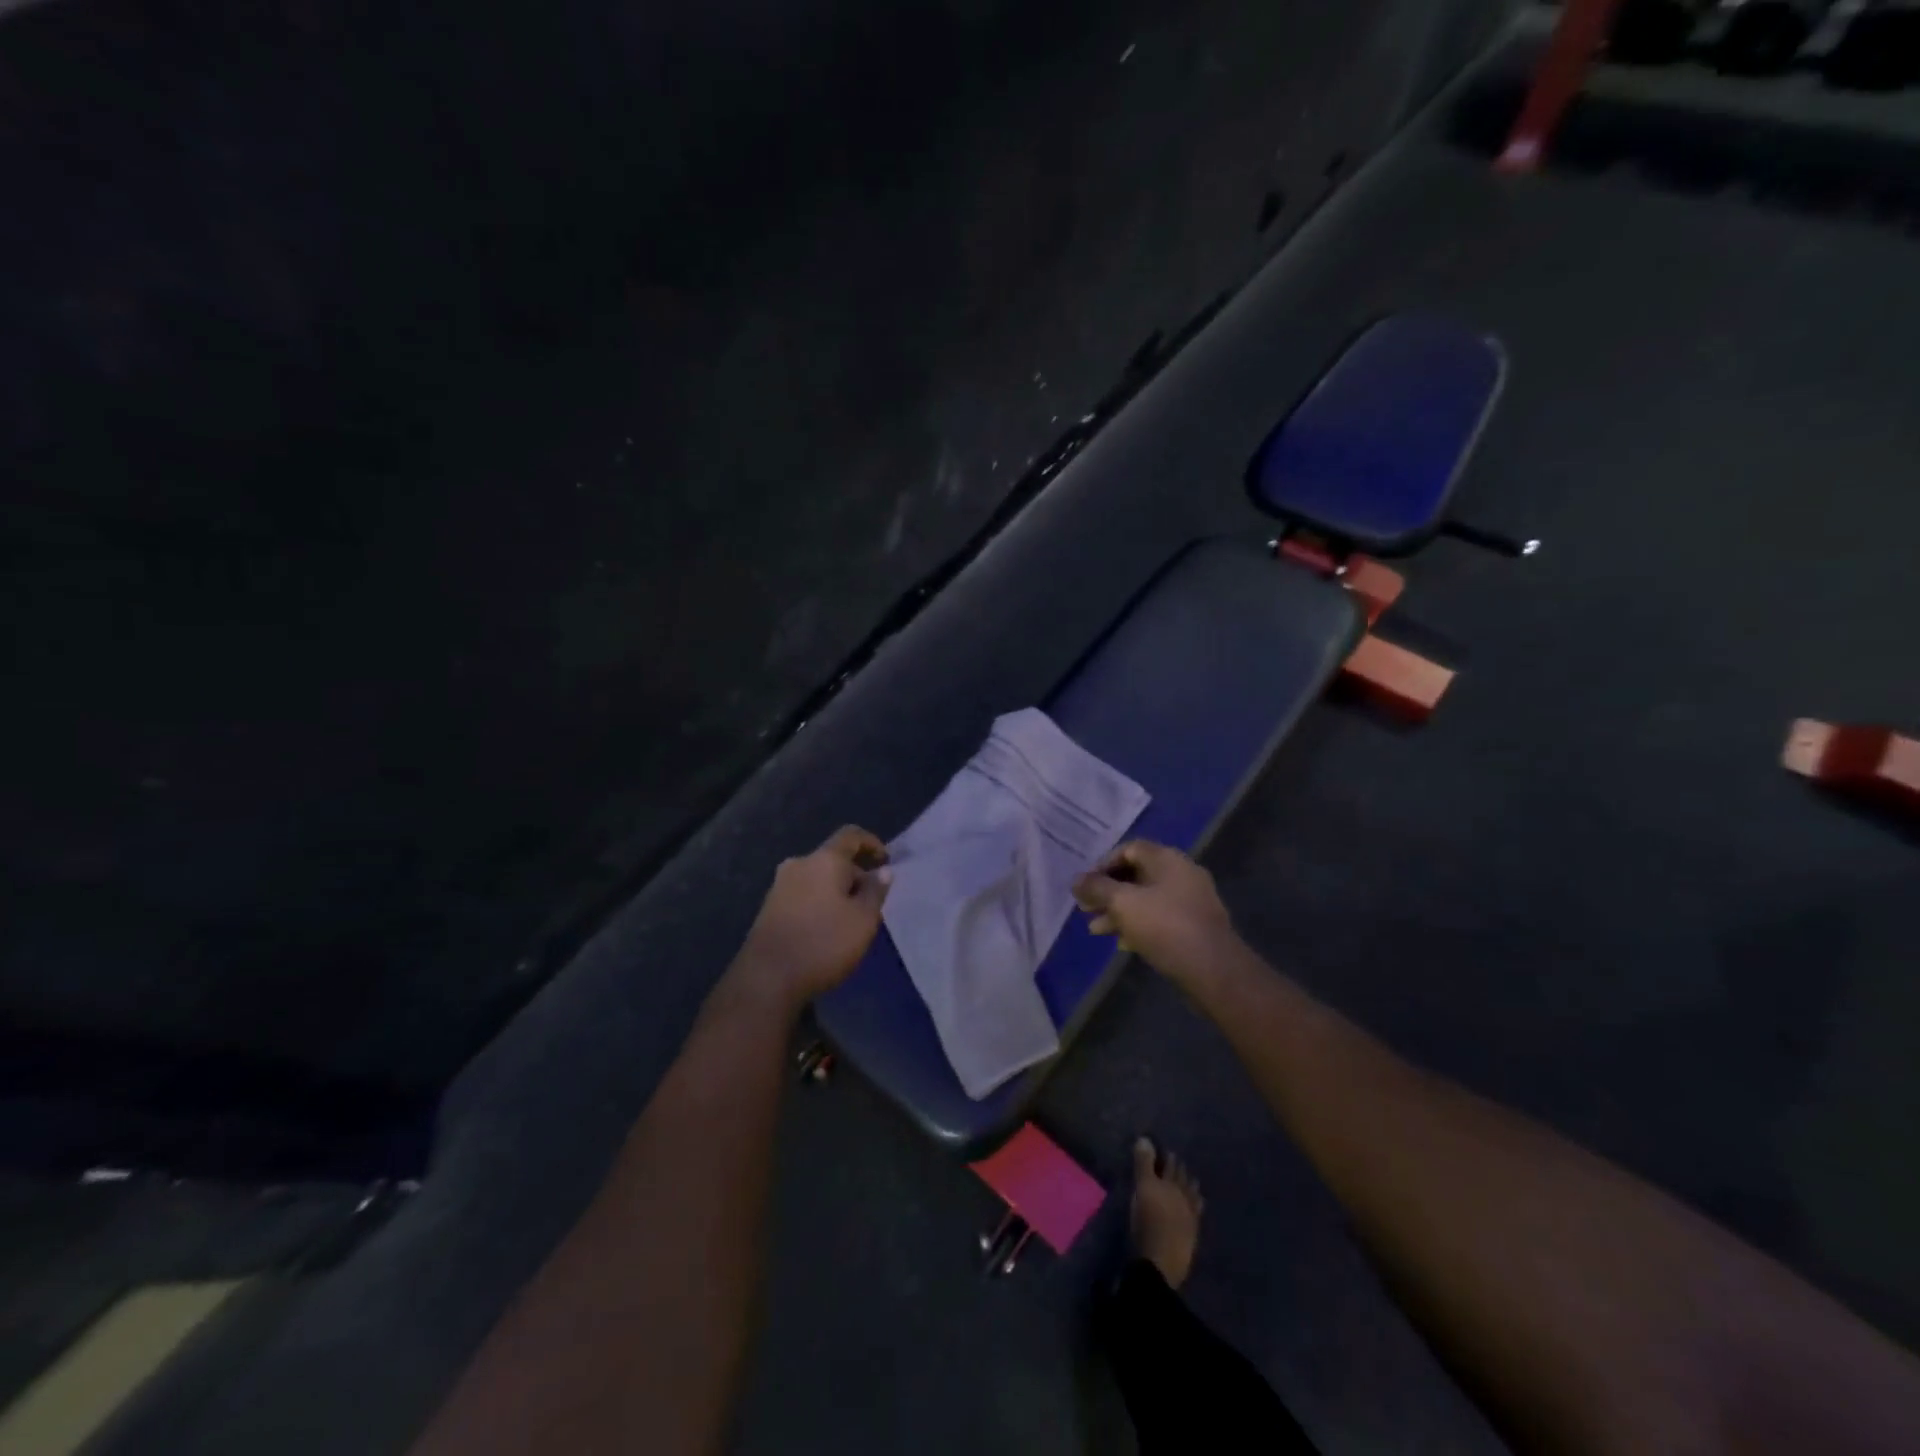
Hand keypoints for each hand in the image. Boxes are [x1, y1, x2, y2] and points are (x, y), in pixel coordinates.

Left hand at [734, 826, 891, 1007]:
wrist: (766, 978)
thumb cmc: (823, 943)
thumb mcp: (863, 920)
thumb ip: (875, 891)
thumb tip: (882, 870)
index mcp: (824, 859)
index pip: (851, 835)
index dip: (872, 843)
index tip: (886, 861)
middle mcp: (799, 864)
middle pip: (833, 858)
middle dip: (855, 873)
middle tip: (872, 900)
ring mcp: (780, 885)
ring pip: (817, 877)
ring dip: (837, 889)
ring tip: (852, 917)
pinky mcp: (769, 908)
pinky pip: (803, 893)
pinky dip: (820, 901)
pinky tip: (827, 927)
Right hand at [1073, 841, 1236, 982]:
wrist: (1213, 969)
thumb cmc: (1165, 926)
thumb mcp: (1123, 903)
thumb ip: (1096, 888)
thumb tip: (1076, 880)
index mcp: (1167, 859)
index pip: (1128, 849)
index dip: (1102, 864)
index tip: (1085, 885)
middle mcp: (1182, 874)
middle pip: (1136, 875)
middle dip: (1108, 891)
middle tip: (1086, 908)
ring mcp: (1191, 900)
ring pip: (1146, 899)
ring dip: (1119, 911)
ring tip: (1096, 930)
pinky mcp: (1194, 926)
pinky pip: (1159, 918)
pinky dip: (1138, 925)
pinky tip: (1121, 943)